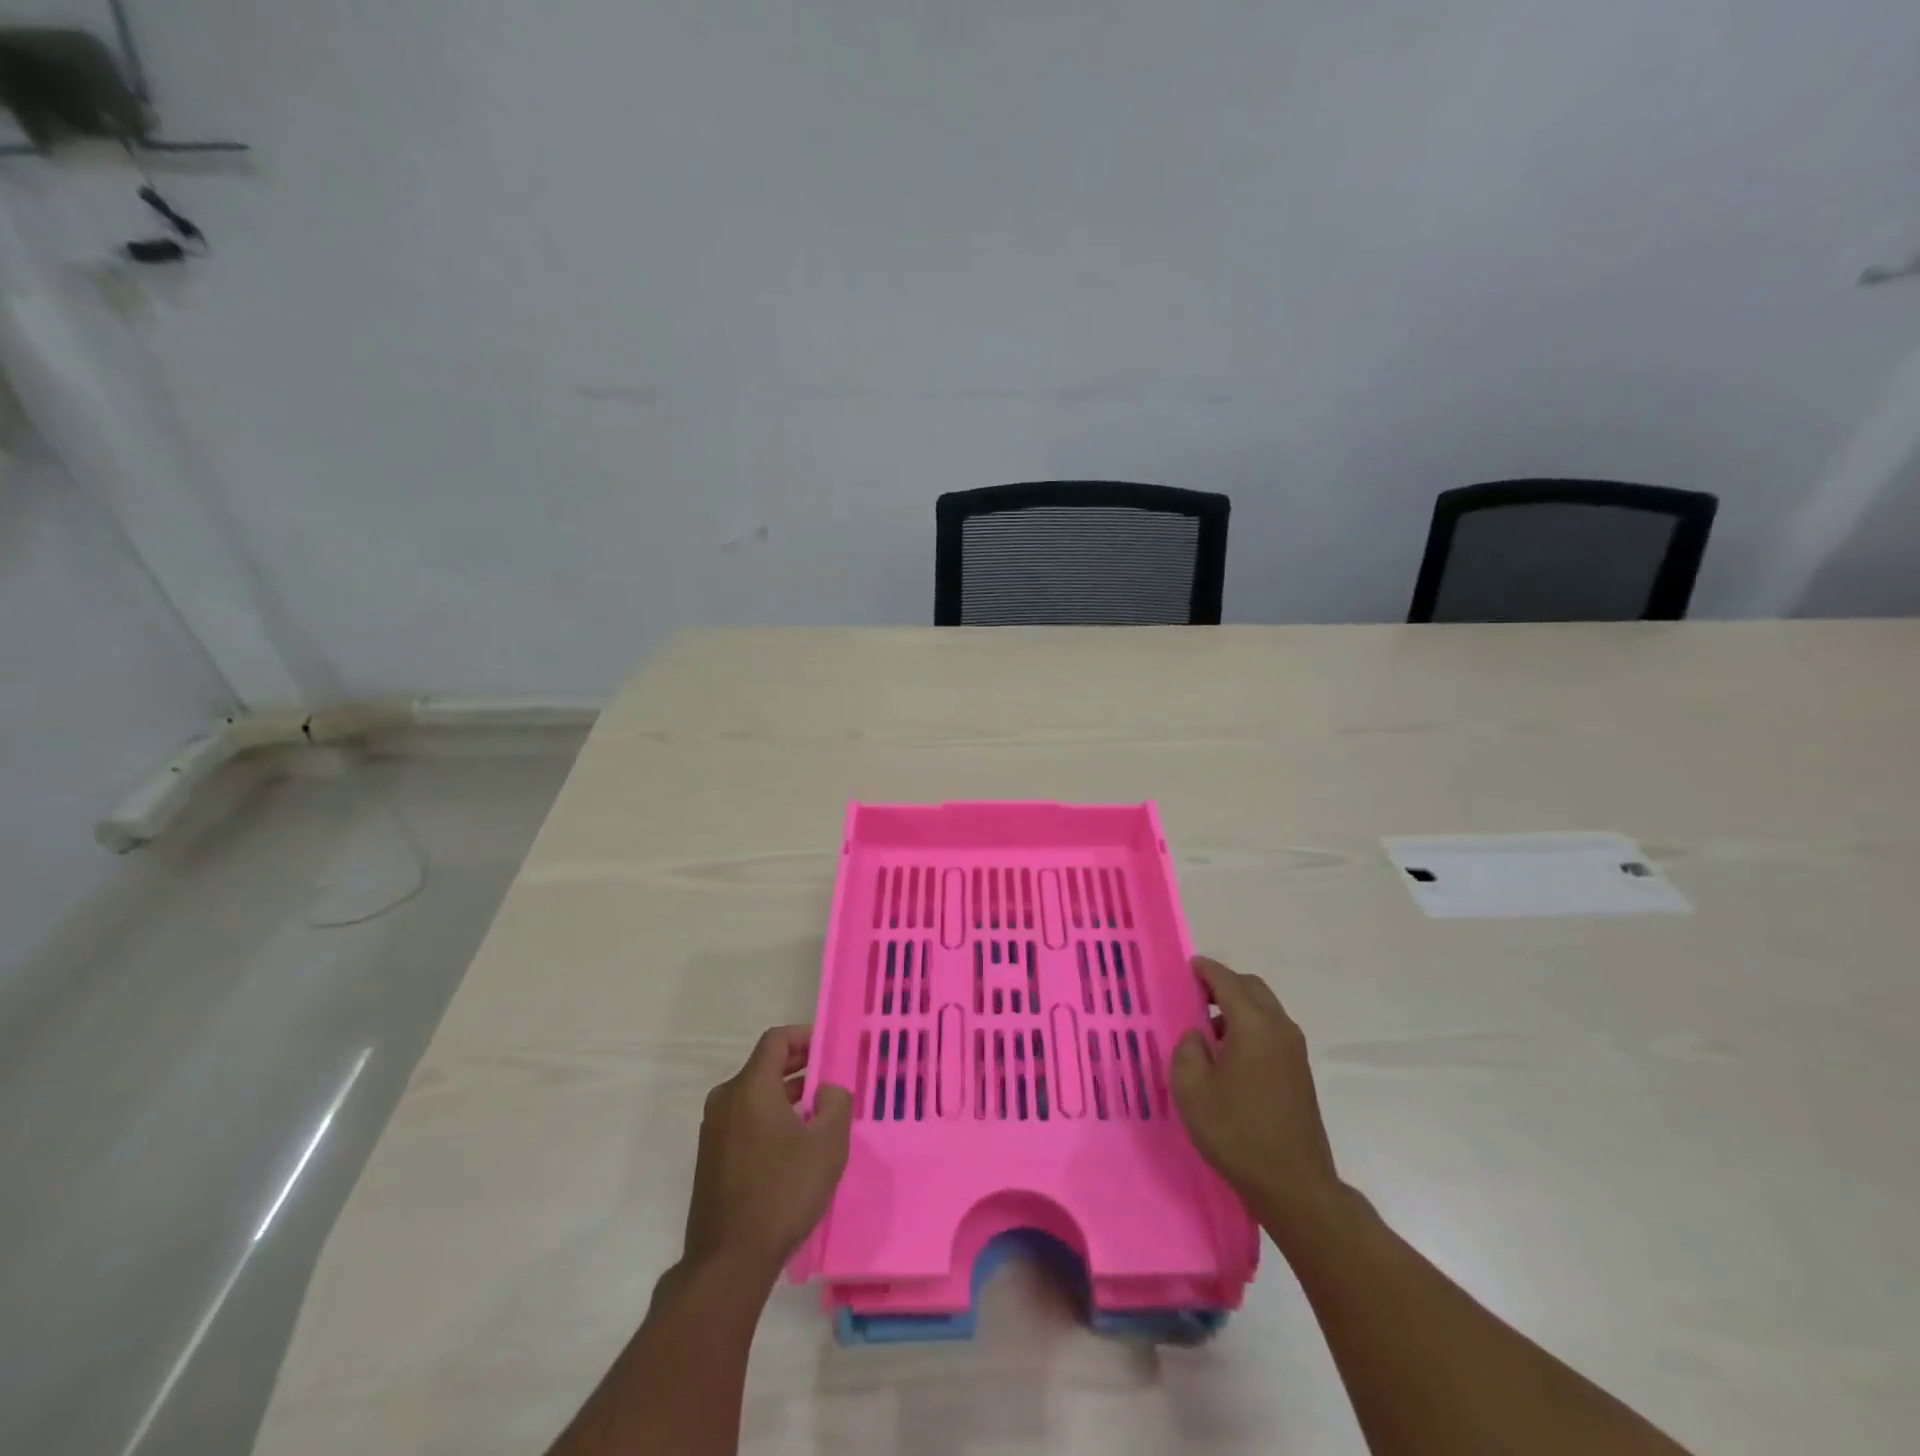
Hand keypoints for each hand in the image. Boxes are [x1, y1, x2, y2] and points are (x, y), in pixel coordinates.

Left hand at [683, 1026, 853, 1281]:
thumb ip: (835, 1103)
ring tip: (816, 1114)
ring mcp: (713, 1130)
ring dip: (785, 1095)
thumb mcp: (827, 1145)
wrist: (728, 1261)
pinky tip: (792, 1145)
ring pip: (754, 1095)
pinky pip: (744, 1120)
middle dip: (799, 1067)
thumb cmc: (783, 1192)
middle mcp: (725, 1100)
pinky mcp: (710, 1158)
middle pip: (764, 1066)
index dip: (804, 1036)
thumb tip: (826, 1090)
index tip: (829, 1048)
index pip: (776, 1040)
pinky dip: (768, 1118)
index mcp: (750, 1087)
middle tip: (829, 1080)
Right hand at [1172, 957, 1341, 1233]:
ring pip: (1264, 1009)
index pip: (1226, 980)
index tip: (1188, 966)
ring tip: (1208, 1032)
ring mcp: (1295, 1050)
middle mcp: (1279, 1028)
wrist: (1295, 1186)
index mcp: (1253, 1024)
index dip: (1205, 970)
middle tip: (1195, 997)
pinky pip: (1272, 1031)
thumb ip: (1187, 1049)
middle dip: (1224, 984)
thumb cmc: (1237, 1133)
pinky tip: (1230, 1057)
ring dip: (1238, 1008)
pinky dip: (1250, 1027)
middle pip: (1251, 988)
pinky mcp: (1300, 1072)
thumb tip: (1199, 1036)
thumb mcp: (1192, 1089)